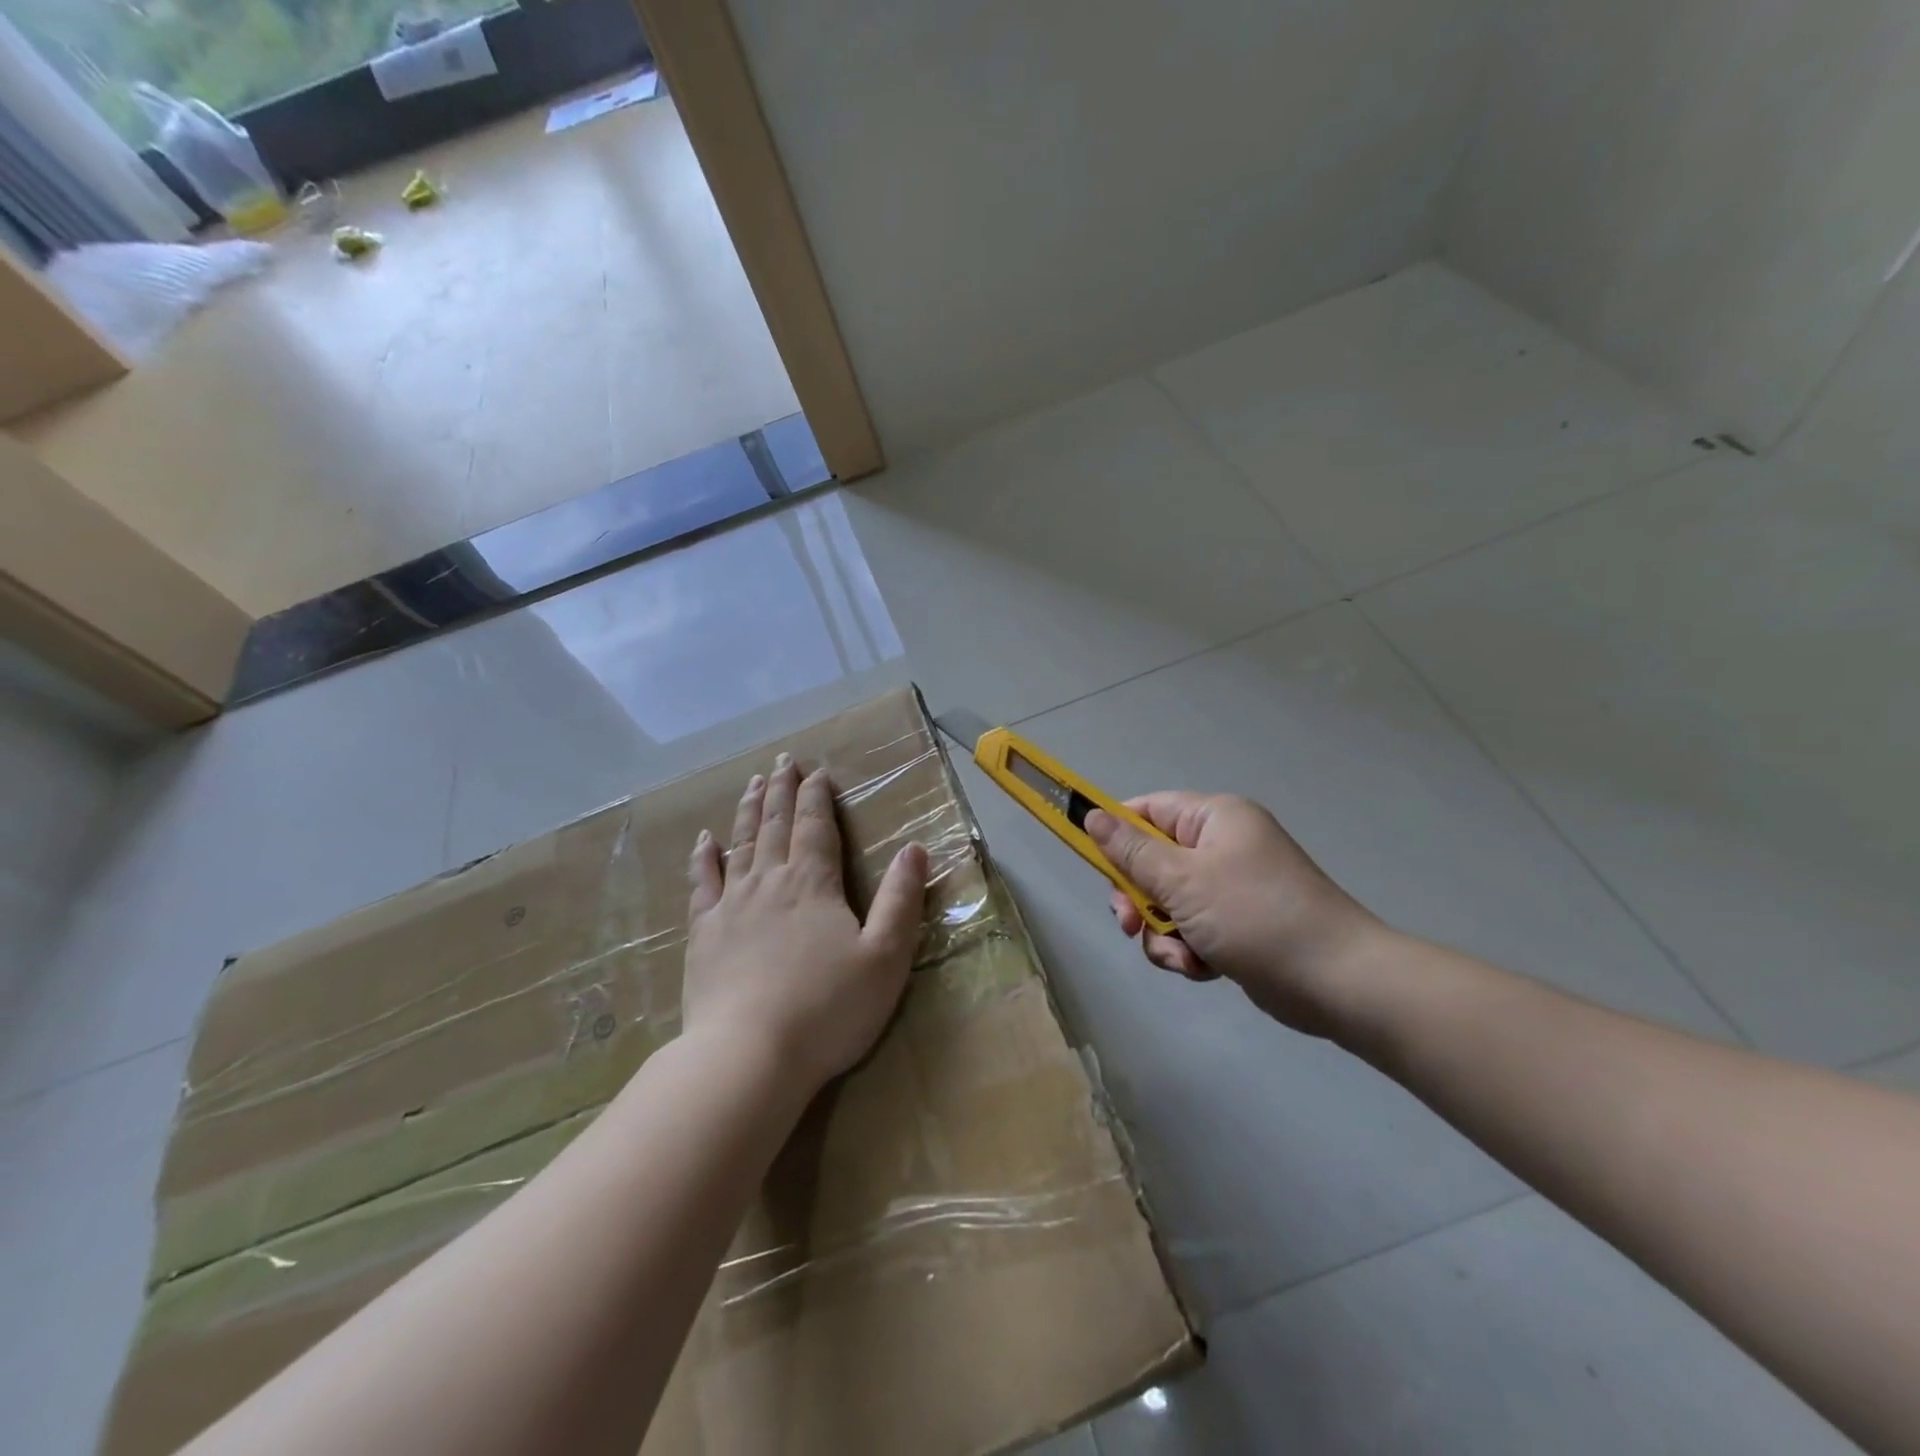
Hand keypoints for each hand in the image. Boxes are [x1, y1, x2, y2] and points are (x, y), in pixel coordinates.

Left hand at [684, 755, 928, 1094]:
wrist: (749, 1057)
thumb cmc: (828, 1009)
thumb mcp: (885, 957)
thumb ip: (901, 900)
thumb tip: (915, 848)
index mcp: (814, 884)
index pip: (816, 827)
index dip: (817, 797)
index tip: (817, 771)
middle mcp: (770, 882)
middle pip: (775, 825)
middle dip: (781, 791)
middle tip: (782, 762)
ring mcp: (731, 906)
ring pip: (740, 844)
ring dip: (748, 811)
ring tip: (752, 783)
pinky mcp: (703, 935)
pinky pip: (702, 884)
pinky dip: (704, 858)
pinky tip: (705, 841)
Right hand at [1086, 793, 1382, 1034]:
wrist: (1337, 982)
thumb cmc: (1254, 916)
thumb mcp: (1182, 880)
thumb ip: (1131, 850)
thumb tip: (1091, 814)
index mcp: (1215, 819)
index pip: (1148, 810)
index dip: (1116, 834)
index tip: (1093, 864)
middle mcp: (1223, 846)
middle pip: (1152, 862)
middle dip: (1138, 898)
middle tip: (1130, 924)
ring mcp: (1231, 887)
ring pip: (1167, 902)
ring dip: (1162, 933)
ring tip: (1181, 957)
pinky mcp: (1237, 925)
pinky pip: (1191, 929)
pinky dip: (1187, 950)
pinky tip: (1201, 969)